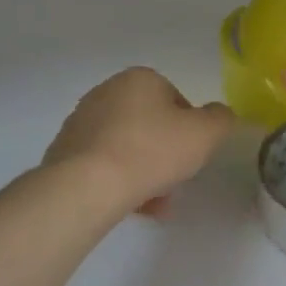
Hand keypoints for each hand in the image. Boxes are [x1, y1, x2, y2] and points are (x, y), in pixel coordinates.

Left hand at [44, 68, 235, 216]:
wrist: (87, 185)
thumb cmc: (151, 151)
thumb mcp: (205, 134)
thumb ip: (220, 119)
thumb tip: (218, 115)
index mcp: (139, 79)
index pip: (175, 99)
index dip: (189, 129)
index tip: (192, 154)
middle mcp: (106, 92)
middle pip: (149, 123)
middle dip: (165, 151)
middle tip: (175, 179)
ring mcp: (81, 121)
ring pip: (126, 146)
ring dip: (144, 170)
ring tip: (156, 203)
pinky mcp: (64, 151)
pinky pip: (102, 164)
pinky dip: (119, 181)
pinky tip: (132, 206)